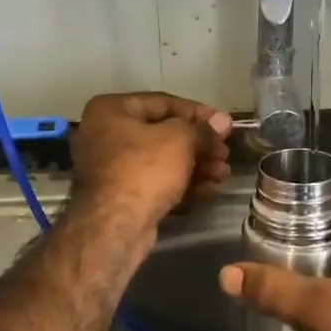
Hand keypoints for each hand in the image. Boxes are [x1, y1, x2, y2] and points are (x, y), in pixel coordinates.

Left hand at [69, 92, 232, 233]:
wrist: (115, 228)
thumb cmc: (144, 170)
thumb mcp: (179, 141)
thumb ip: (202, 129)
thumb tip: (223, 121)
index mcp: (111, 110)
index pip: (163, 102)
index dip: (198, 112)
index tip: (224, 124)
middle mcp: (105, 133)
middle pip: (163, 132)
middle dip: (199, 144)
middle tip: (224, 153)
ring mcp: (111, 166)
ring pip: (162, 159)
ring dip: (196, 165)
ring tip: (222, 173)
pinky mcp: (120, 194)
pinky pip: (155, 180)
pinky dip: (181, 182)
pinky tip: (209, 189)